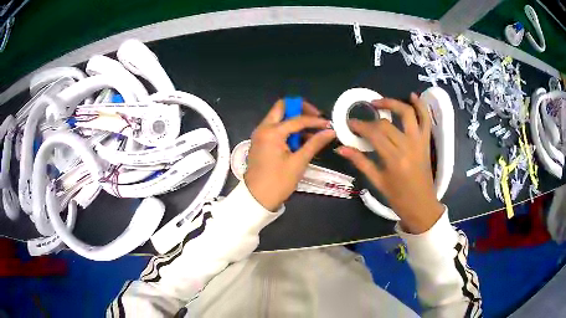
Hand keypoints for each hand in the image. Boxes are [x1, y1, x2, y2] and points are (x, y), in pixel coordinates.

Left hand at [244, 100, 335, 210]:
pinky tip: (300, 140)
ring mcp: (260, 134)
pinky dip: (287, 129)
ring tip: (311, 133)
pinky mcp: (260, 141)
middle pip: (283, 107)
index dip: (315, 120)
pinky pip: (275, 127)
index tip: (328, 124)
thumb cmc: (278, 182)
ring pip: (278, 117)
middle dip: (300, 109)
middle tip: (315, 118)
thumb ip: (315, 143)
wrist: (256, 198)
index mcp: (272, 132)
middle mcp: (263, 128)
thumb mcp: (299, 162)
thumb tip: (330, 131)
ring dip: (294, 120)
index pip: (298, 119)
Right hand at [336, 93, 443, 233]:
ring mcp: (419, 142)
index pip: (374, 135)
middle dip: (370, 120)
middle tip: (360, 121)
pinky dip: (420, 106)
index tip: (349, 123)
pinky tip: (412, 95)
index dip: (360, 126)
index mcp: (394, 160)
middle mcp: (407, 146)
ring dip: (392, 103)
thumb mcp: (377, 182)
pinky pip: (426, 120)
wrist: (422, 206)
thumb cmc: (398, 198)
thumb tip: (340, 149)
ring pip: (407, 114)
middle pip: (386, 124)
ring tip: (379, 102)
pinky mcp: (426, 142)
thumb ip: (360, 162)